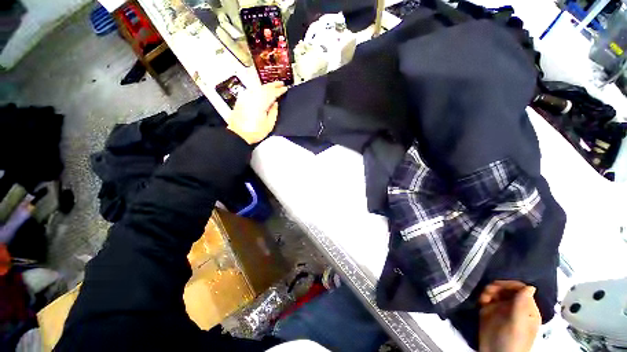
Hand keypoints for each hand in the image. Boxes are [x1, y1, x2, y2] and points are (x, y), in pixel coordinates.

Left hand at [226, 81, 287, 143]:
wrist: (238, 134)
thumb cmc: (255, 132)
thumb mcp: (269, 125)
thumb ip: (273, 112)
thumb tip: (275, 103)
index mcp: (261, 103)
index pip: (272, 93)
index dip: (279, 90)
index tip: (285, 89)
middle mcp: (253, 97)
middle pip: (265, 87)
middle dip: (273, 85)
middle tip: (281, 84)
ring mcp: (246, 97)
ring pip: (258, 87)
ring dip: (266, 86)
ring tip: (273, 86)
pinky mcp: (242, 100)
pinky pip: (253, 90)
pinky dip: (259, 89)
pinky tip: (262, 91)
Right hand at [478, 280, 540, 351]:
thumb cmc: (513, 340)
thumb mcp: (519, 322)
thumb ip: (523, 304)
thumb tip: (530, 286)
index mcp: (526, 308)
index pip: (520, 289)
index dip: (509, 284)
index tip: (497, 286)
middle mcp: (514, 306)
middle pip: (506, 288)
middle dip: (496, 287)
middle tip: (488, 292)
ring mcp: (500, 308)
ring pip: (494, 291)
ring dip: (488, 291)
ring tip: (483, 297)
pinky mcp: (488, 311)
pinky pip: (485, 298)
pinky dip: (482, 296)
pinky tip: (480, 302)